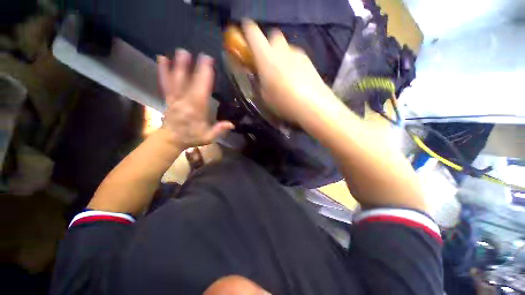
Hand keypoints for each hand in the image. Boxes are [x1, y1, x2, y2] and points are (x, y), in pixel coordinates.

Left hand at [157, 50, 233, 149]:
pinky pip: (165, 83)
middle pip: (191, 81)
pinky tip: (161, 58)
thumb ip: (219, 130)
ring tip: (182, 51)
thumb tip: (232, 124)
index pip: (202, 90)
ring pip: (177, 79)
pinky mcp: (168, 97)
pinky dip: (163, 71)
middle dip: (197, 67)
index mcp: (197, 109)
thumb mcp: (208, 137)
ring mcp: (174, 98)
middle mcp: (185, 100)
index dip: (206, 76)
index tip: (210, 64)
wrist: (171, 139)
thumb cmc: (191, 137)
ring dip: (179, 65)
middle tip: (203, 54)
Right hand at [242, 20, 339, 124]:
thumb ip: (259, 82)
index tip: (246, 40)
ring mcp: (297, 53)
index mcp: (266, 57)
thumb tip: (259, 75)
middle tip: (267, 63)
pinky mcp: (308, 60)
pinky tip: (295, 79)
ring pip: (285, 48)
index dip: (247, 33)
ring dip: (281, 56)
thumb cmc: (283, 102)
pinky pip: (296, 57)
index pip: (253, 33)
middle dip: (268, 46)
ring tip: (283, 76)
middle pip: (273, 36)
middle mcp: (281, 50)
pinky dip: (292, 63)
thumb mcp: (264, 96)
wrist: (312, 104)